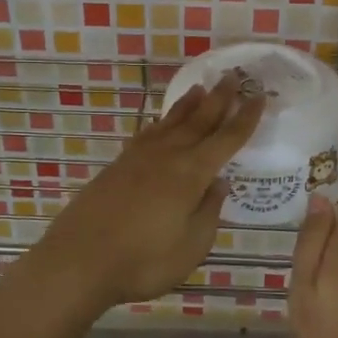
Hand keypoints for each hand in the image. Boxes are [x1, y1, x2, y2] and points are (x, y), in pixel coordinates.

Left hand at [26, 73, 263, 313]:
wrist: (79, 261)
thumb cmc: (143, 261)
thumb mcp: (191, 246)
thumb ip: (209, 212)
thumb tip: (219, 183)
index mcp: (191, 174)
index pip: (226, 139)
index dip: (245, 118)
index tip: (259, 96)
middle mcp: (167, 156)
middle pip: (198, 121)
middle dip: (218, 99)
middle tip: (232, 76)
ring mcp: (138, 158)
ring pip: (170, 123)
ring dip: (188, 105)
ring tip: (201, 89)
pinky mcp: (118, 166)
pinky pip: (149, 133)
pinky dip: (162, 123)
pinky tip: (162, 124)